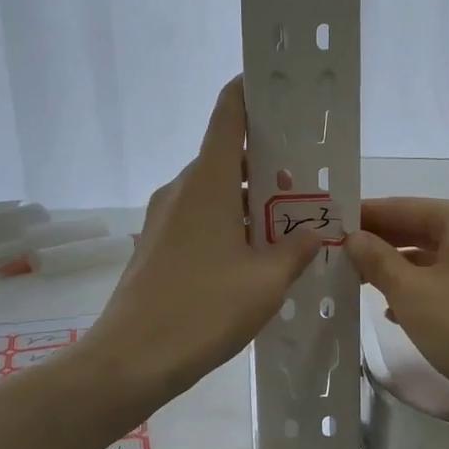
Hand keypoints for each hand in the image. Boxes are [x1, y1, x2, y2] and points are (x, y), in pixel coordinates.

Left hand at [84, 79, 323, 403]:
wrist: (130, 360)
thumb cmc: (203, 311)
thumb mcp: (266, 282)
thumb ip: (297, 251)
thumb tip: (317, 232)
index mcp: (206, 183)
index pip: (228, 115)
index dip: (250, 92)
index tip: (279, 88)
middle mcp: (181, 190)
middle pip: (226, 157)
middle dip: (266, 164)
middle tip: (305, 183)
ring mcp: (163, 218)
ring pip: (213, 192)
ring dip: (248, 200)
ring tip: (287, 225)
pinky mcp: (157, 245)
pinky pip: (199, 217)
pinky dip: (228, 222)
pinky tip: (252, 256)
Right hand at [345, 197, 448, 416]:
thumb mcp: (410, 293)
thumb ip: (377, 260)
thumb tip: (353, 238)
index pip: (401, 206)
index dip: (362, 216)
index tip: (327, 225)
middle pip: (418, 228)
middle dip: (378, 243)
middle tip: (335, 255)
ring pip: (432, 256)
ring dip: (396, 268)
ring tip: (357, 282)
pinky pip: (448, 278)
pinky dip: (420, 288)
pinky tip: (394, 310)